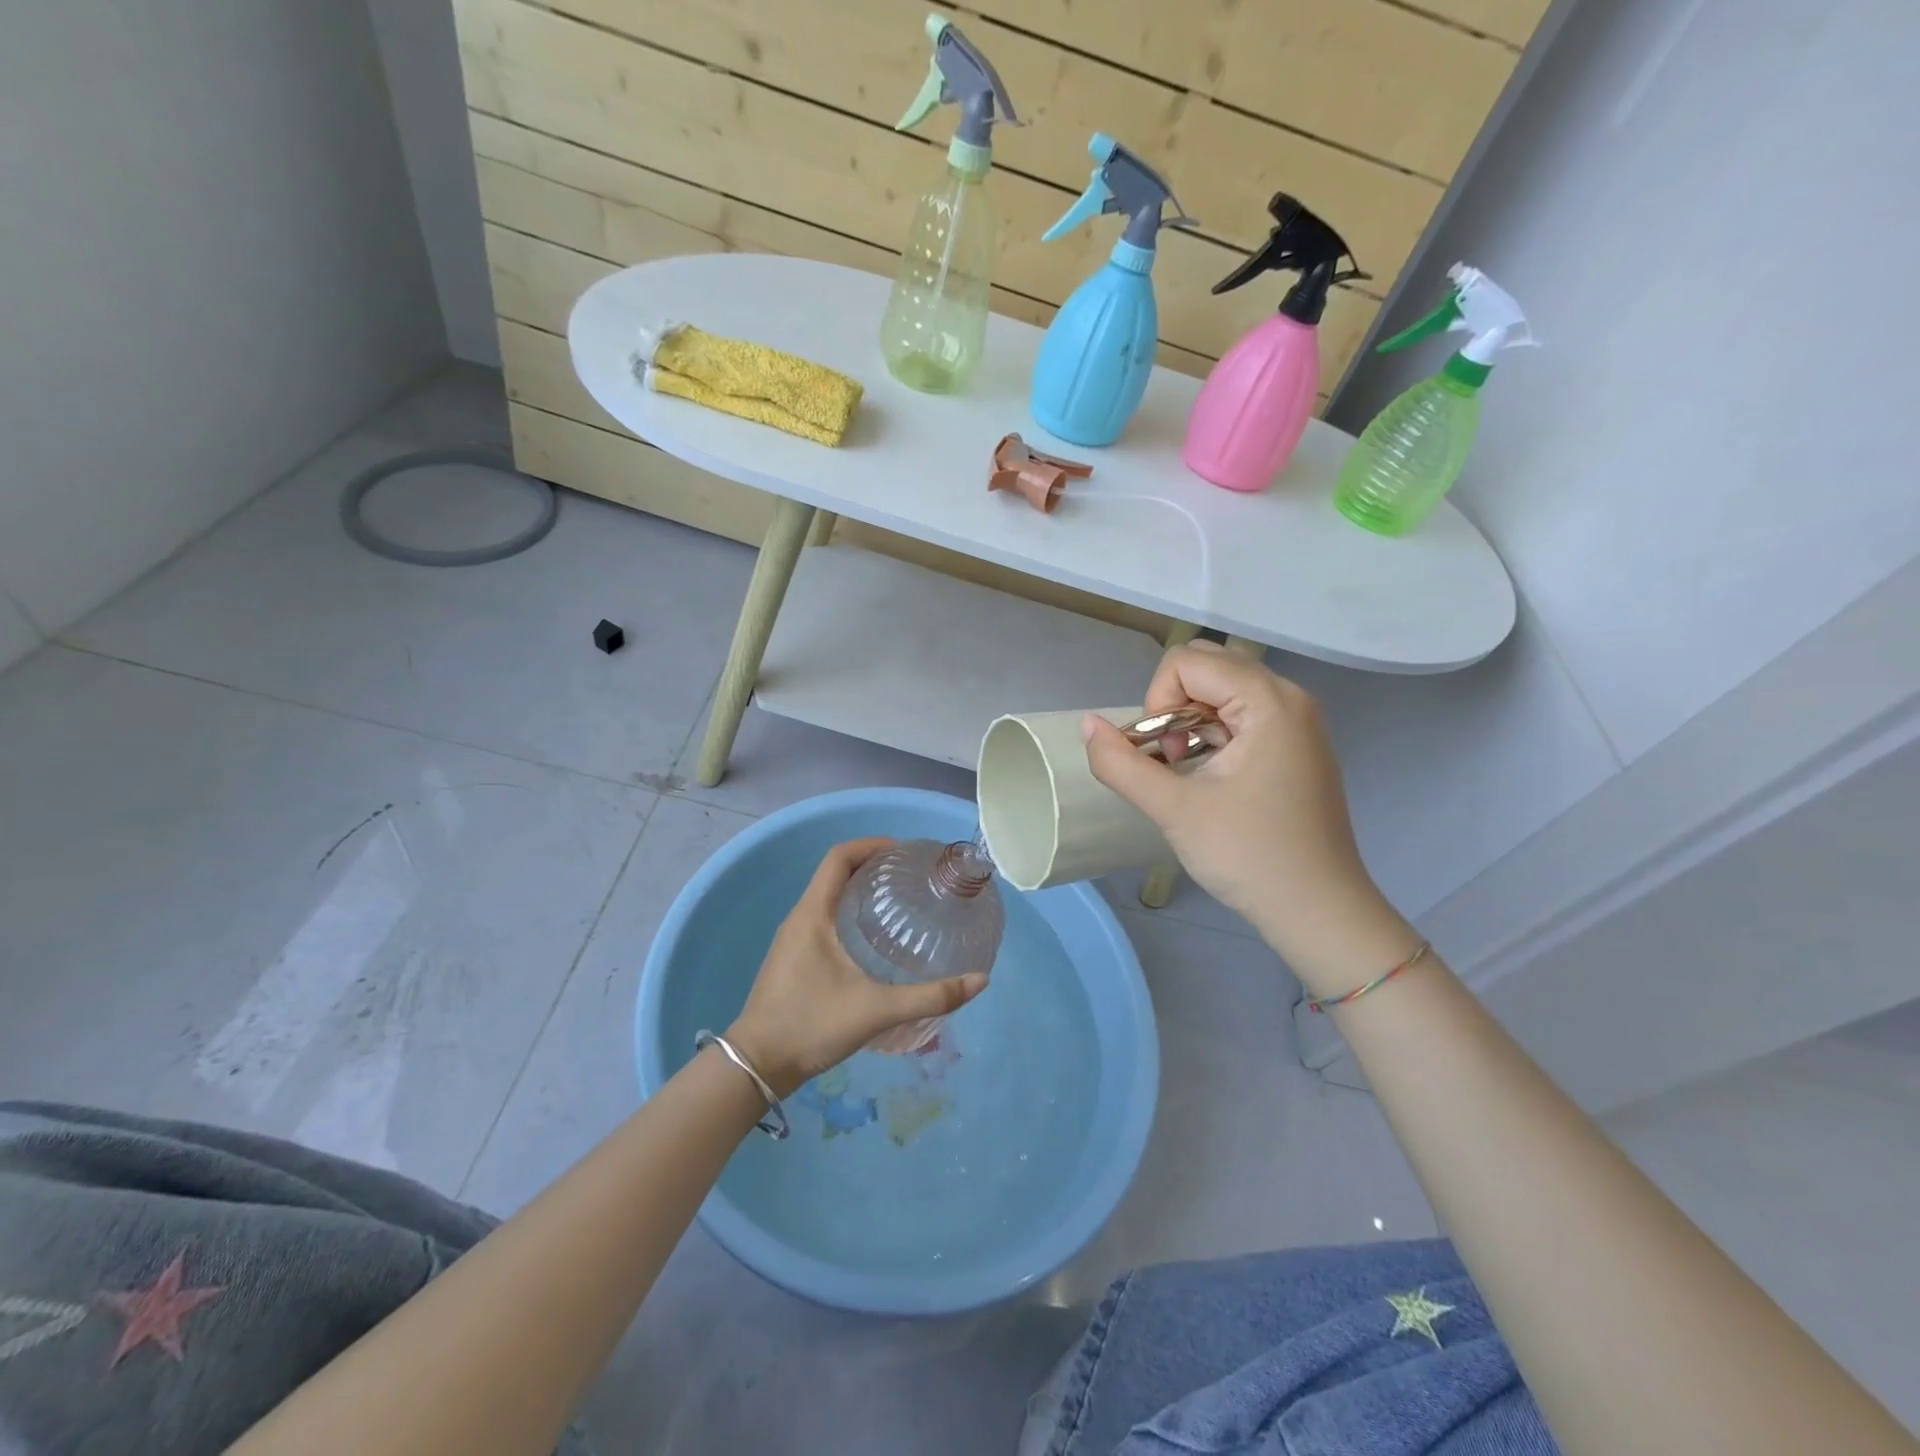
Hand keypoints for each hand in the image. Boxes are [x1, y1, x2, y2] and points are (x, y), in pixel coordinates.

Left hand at [725, 838, 987, 1097]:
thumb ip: (930, 997)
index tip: (904, 852)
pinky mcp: (794, 958)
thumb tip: (980, 981)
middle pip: (836, 873)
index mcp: (813, 914)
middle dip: (873, 866)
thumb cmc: (811, 1026)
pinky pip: (824, 919)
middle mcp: (800, 918)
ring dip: (860, 891)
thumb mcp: (876, 1010)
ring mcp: (793, 938)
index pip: (839, 857)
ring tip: (900, 903)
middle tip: (911, 878)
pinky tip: (874, 940)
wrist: (757, 1066)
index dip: (871, 845)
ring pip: (829, 897)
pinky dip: (850, 914)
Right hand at [1082, 644, 1416, 988]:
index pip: (1188, 661)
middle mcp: (1290, 698)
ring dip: (1191, 723)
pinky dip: (1213, 735)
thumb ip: (1120, 763)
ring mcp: (1298, 723)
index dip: (1158, 701)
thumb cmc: (1249, 856)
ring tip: (1187, 773)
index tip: (1164, 755)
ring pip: (1223, 692)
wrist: (1318, 911)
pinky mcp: (1297, 747)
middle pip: (1208, 667)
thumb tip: (1087, 723)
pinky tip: (1209, 779)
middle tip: (1173, 760)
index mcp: (1269, 701)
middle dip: (1173, 707)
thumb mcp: (1173, 809)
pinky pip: (1243, 716)